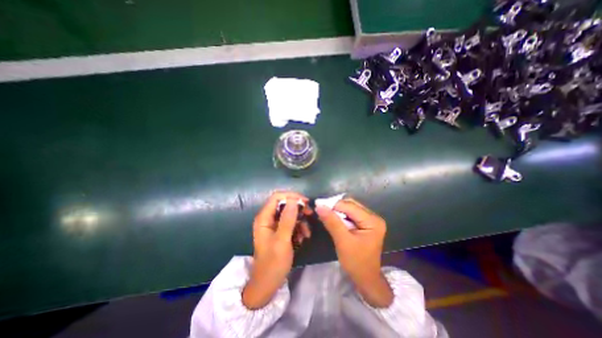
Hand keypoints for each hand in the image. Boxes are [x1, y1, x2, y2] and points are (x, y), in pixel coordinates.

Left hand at [242, 191, 311, 307]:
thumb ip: (287, 220)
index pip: (277, 197)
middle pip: (284, 204)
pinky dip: (298, 228)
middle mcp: (268, 218)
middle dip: (298, 209)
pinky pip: (291, 223)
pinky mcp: (279, 232)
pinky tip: (302, 238)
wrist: (267, 285)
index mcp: (264, 218)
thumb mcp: (282, 241)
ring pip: (290, 214)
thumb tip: (294, 200)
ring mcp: (274, 225)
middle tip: (310, 214)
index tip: (305, 202)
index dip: (291, 196)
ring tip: (306, 233)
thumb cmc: (273, 264)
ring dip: (300, 221)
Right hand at [316, 199, 394, 307]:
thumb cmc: (356, 263)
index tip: (318, 206)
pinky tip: (332, 219)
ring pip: (349, 208)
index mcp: (372, 221)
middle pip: (351, 205)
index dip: (333, 205)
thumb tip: (319, 206)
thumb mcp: (342, 241)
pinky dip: (340, 216)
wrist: (366, 279)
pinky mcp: (365, 224)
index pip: (350, 206)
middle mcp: (373, 217)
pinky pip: (350, 214)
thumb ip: (332, 222)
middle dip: (335, 207)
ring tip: (325, 214)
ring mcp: (370, 220)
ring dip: (337, 211)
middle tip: (321, 210)